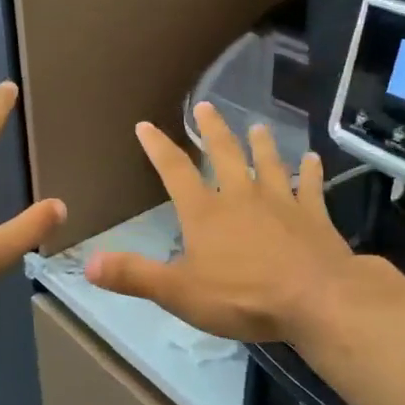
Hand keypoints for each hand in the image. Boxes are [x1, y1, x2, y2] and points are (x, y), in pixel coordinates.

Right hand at [85, 104, 357, 342]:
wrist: (315, 299)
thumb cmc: (242, 297)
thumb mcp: (178, 293)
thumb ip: (134, 275)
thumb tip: (88, 263)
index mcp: (205, 212)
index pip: (175, 171)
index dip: (158, 147)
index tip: (146, 125)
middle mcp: (241, 197)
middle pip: (224, 154)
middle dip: (212, 130)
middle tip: (206, 105)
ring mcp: (281, 202)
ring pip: (268, 163)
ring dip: (261, 144)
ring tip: (257, 126)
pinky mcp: (314, 216)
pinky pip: (310, 187)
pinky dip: (310, 172)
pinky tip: (313, 160)